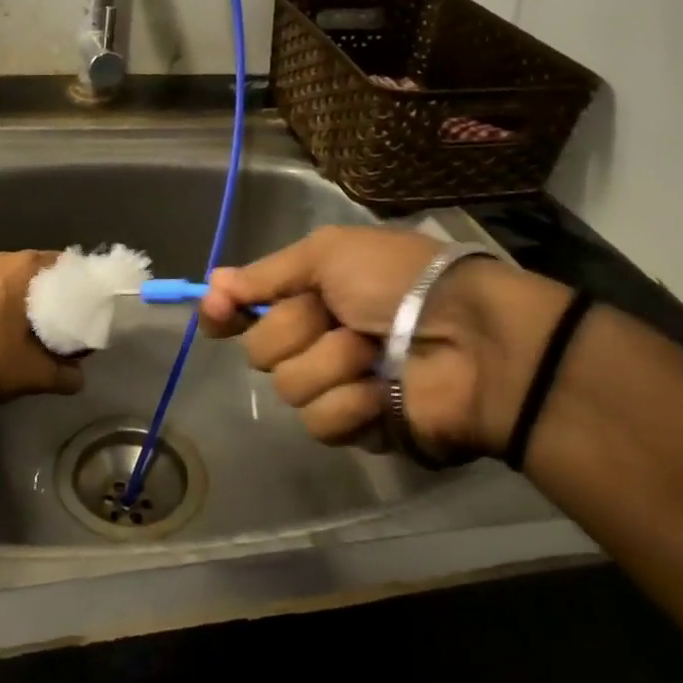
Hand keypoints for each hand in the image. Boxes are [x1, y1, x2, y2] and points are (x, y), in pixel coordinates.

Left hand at [0, 251, 84, 404]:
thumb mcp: (36, 372)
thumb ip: (66, 374)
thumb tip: (80, 379)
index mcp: (22, 267)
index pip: (65, 263)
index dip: (82, 283)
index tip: (92, 303)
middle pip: (40, 270)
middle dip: (58, 291)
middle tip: (74, 315)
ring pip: (16, 280)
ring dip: (32, 297)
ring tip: (47, 323)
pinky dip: (10, 303)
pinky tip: (15, 328)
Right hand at [199, 227, 567, 458]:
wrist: (469, 337)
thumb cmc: (398, 281)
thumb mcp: (328, 254)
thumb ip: (267, 274)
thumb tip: (212, 283)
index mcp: (310, 294)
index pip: (246, 309)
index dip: (224, 312)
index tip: (217, 310)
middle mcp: (315, 338)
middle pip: (261, 349)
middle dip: (297, 330)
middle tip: (337, 317)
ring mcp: (335, 385)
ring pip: (288, 386)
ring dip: (330, 364)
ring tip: (373, 354)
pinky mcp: (356, 427)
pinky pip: (320, 421)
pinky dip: (350, 403)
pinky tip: (382, 392)